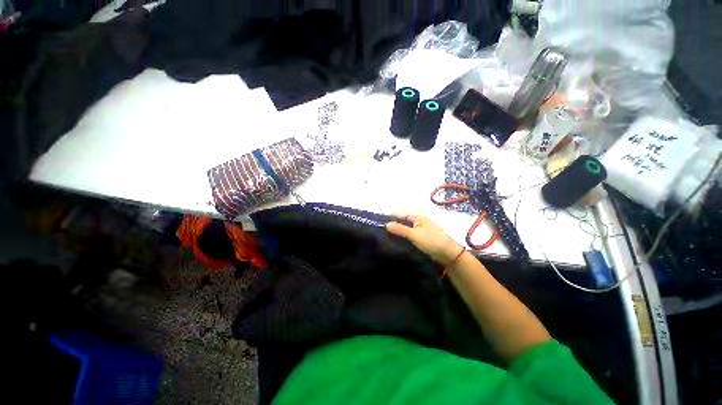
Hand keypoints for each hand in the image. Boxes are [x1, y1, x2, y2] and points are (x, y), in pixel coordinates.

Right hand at [386, 212, 462, 264]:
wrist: (448, 254)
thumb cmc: (431, 241)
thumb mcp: (414, 234)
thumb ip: (399, 229)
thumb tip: (386, 224)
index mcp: (416, 214)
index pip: (398, 213)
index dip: (389, 218)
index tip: (379, 227)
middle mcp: (416, 218)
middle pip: (400, 219)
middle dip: (392, 225)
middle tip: (382, 234)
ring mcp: (417, 227)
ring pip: (403, 227)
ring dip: (396, 232)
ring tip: (386, 238)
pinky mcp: (418, 235)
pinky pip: (407, 233)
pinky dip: (402, 236)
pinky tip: (395, 241)